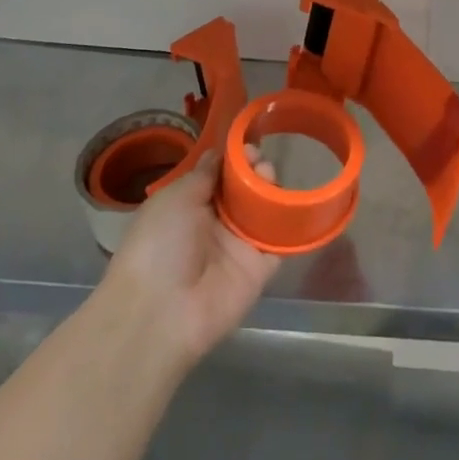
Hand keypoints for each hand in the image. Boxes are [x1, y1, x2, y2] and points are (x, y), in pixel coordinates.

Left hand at [96, 150, 279, 368]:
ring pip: (265, 212)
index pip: (220, 177)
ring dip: (273, 192)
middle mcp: (216, 226)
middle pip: (246, 192)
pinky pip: (281, 243)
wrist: (162, 311)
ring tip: (272, 180)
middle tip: (262, 165)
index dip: (236, 161)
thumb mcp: (174, 198)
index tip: (248, 148)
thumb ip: (203, 174)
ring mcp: (239, 248)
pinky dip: (292, 225)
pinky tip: (298, 205)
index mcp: (190, 208)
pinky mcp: (260, 270)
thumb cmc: (160, 244)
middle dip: (257, 173)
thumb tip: (218, 153)